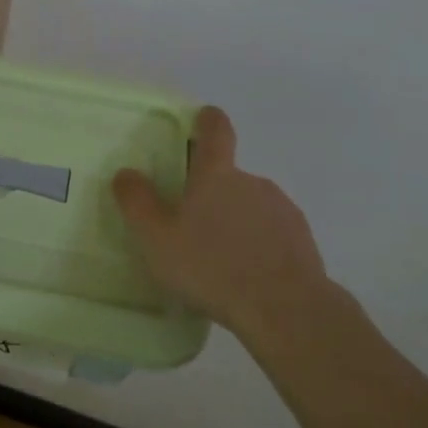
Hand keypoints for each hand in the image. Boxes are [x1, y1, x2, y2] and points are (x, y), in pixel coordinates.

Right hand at [112, 106, 328, 340]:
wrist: (285, 309)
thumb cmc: (211, 266)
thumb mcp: (156, 237)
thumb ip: (136, 201)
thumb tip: (126, 173)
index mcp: (216, 174)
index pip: (215, 130)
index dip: (208, 121)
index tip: (203, 118)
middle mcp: (252, 182)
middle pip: (229, 175)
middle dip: (212, 192)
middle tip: (191, 223)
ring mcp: (281, 210)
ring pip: (251, 205)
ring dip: (236, 220)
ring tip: (219, 258)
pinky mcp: (302, 241)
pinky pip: (273, 233)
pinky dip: (259, 245)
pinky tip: (247, 275)